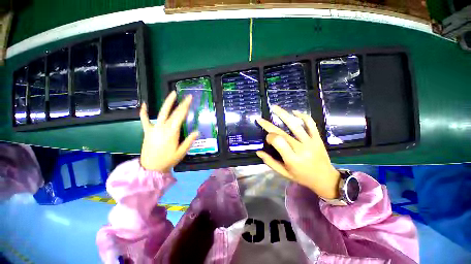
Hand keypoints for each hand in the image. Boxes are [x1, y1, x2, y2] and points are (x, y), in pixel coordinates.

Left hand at [140, 91, 198, 171]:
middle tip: (187, 96)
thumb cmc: (168, 160)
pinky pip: (145, 120)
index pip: (180, 116)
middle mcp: (163, 127)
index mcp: (172, 132)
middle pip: (173, 112)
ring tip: (172, 94)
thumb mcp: (181, 152)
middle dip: (181, 103)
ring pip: (161, 113)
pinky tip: (144, 104)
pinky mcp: (147, 131)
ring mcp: (154, 128)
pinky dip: (144, 112)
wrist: (151, 168)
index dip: (186, 107)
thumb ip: (189, 141)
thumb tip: (197, 131)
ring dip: (167, 103)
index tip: (190, 99)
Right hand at [256, 105, 340, 198]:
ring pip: (295, 125)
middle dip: (269, 125)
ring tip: (274, 107)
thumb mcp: (284, 173)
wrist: (325, 178)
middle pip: (282, 132)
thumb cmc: (302, 177)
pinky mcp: (318, 138)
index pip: (277, 141)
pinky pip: (310, 124)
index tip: (267, 139)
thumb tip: (258, 152)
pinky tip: (294, 112)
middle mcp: (301, 148)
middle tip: (260, 119)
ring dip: (283, 114)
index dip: (269, 137)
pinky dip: (303, 116)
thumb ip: (270, 162)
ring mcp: (311, 142)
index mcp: (292, 159)